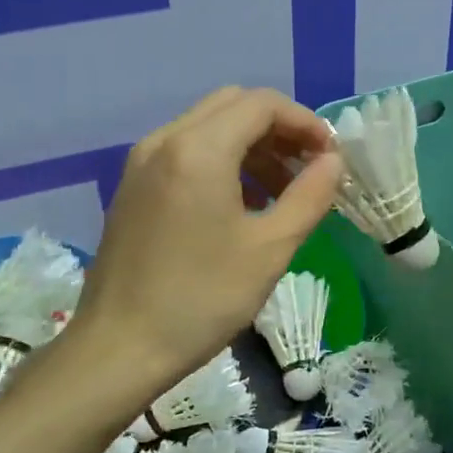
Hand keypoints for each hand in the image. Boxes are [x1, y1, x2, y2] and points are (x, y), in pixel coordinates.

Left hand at [73, 87, 343, 392]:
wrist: (119, 348)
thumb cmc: (202, 299)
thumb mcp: (270, 249)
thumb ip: (309, 196)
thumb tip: (333, 163)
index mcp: (199, 150)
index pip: (262, 104)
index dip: (305, 123)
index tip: (330, 158)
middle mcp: (165, 141)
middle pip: (233, 105)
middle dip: (278, 129)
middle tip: (308, 169)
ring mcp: (141, 163)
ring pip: (208, 127)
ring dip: (251, 145)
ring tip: (280, 192)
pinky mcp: (132, 187)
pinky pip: (185, 152)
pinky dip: (221, 161)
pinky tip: (239, 205)